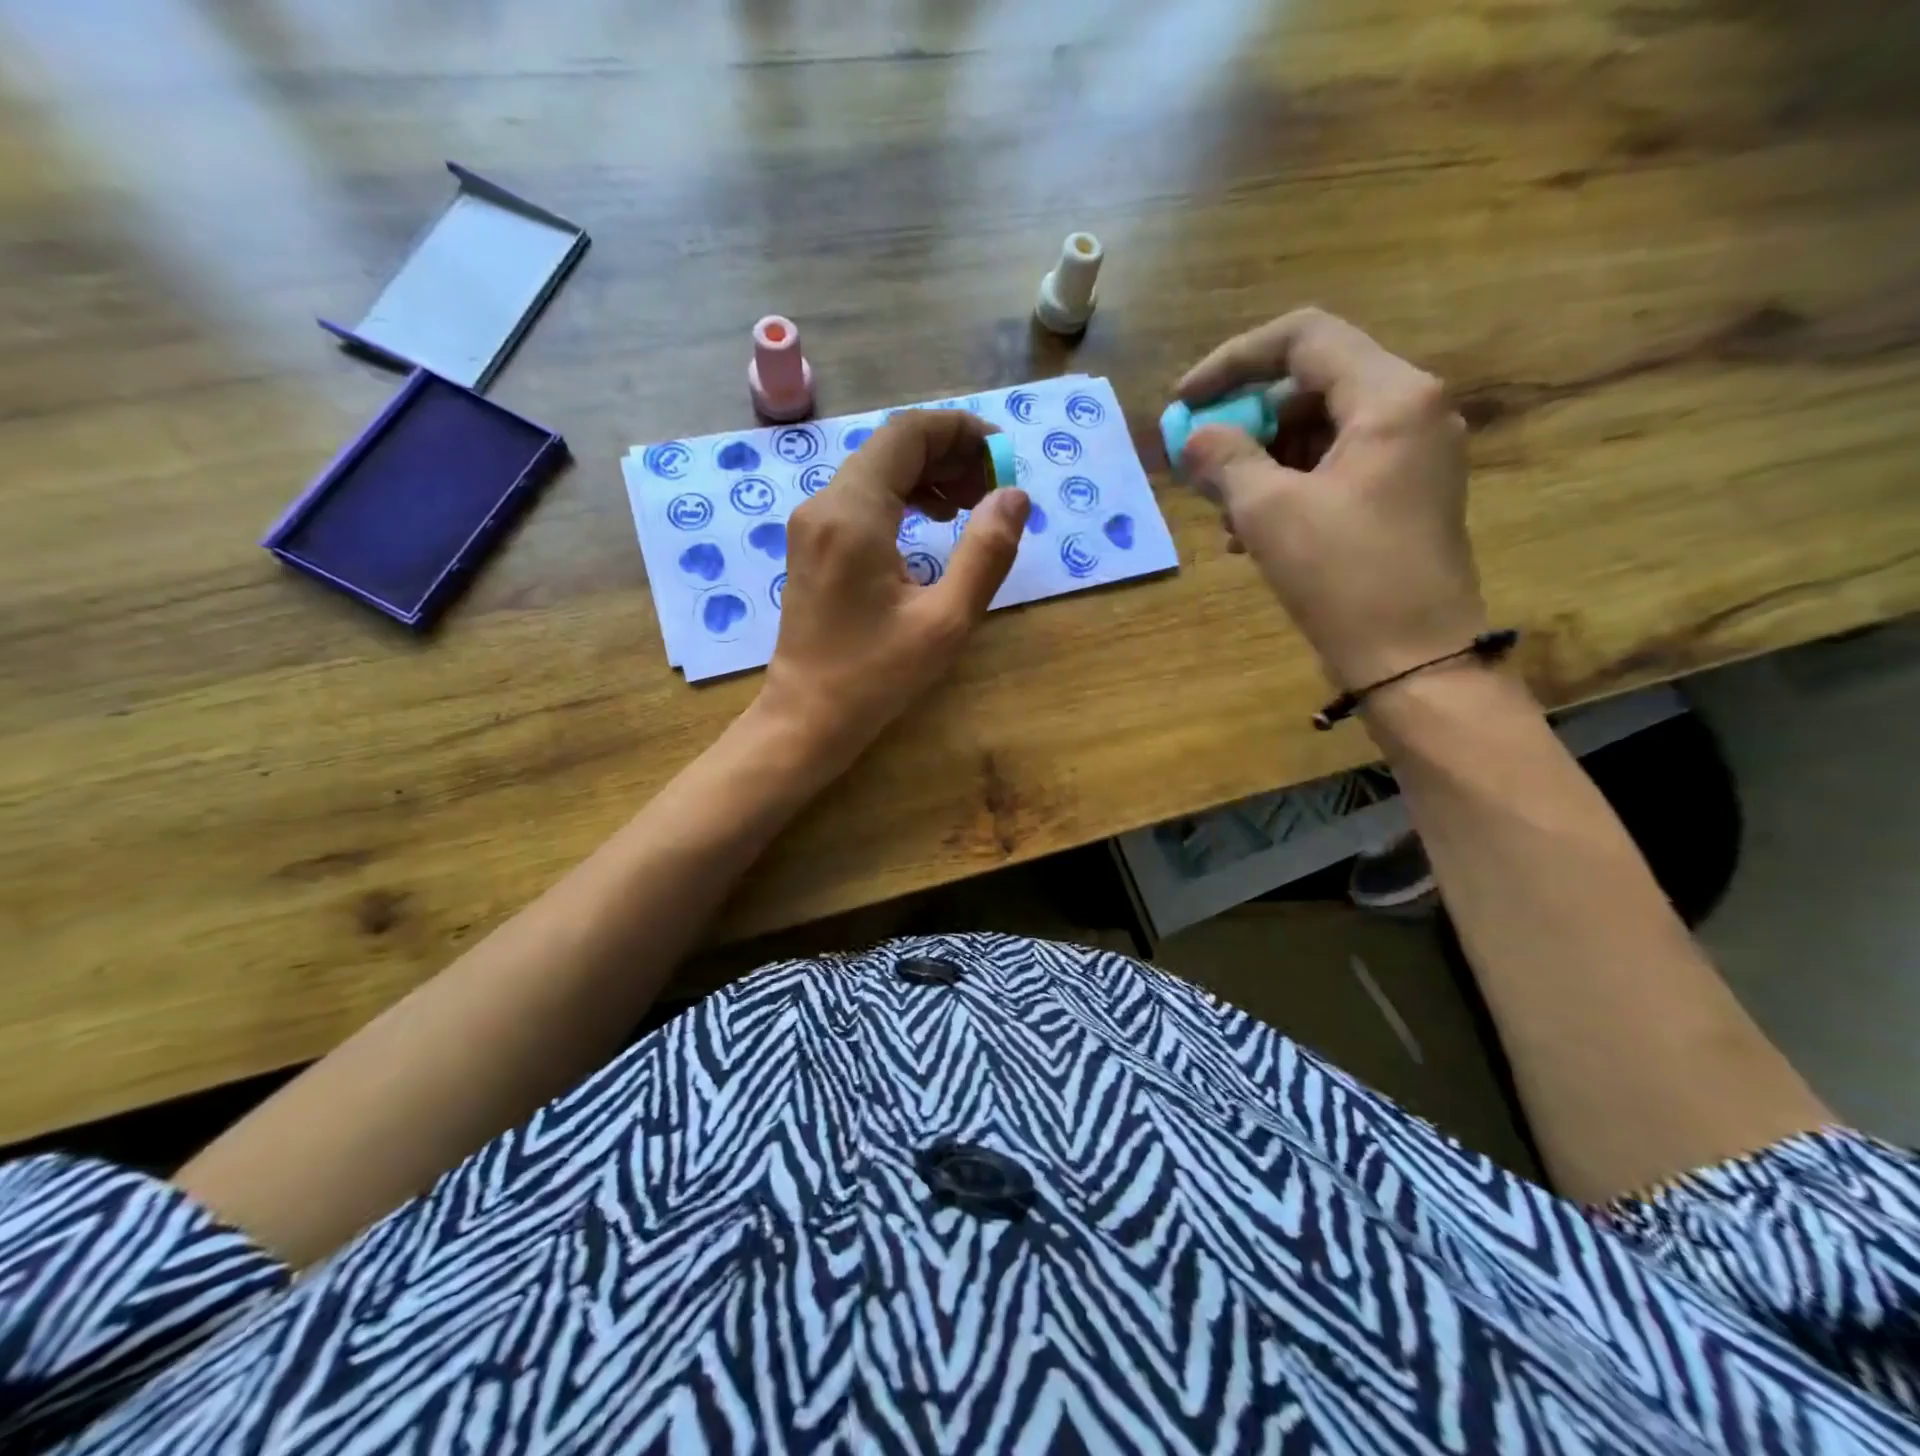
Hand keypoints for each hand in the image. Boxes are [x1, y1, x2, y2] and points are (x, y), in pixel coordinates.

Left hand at [760, 410, 1029, 760]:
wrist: (806, 716)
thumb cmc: (876, 676)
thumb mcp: (946, 620)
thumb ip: (986, 552)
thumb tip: (1014, 495)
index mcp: (854, 513)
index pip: (909, 433)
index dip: (962, 432)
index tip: (1003, 459)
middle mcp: (825, 503)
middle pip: (892, 445)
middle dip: (950, 454)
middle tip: (993, 489)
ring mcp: (812, 522)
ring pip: (877, 469)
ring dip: (929, 475)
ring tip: (971, 506)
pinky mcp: (812, 542)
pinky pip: (863, 497)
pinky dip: (903, 497)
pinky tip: (934, 522)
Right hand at [1176, 308, 1485, 690]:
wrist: (1414, 660)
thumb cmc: (1344, 578)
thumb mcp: (1269, 512)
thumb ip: (1225, 459)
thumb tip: (1194, 437)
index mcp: (1390, 396)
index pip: (1303, 338)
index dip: (1232, 361)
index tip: (1184, 403)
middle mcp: (1412, 409)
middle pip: (1311, 384)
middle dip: (1246, 420)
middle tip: (1201, 463)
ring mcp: (1413, 454)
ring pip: (1319, 429)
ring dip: (1261, 460)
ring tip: (1223, 511)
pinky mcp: (1404, 493)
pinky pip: (1335, 466)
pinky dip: (1289, 485)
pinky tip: (1252, 531)